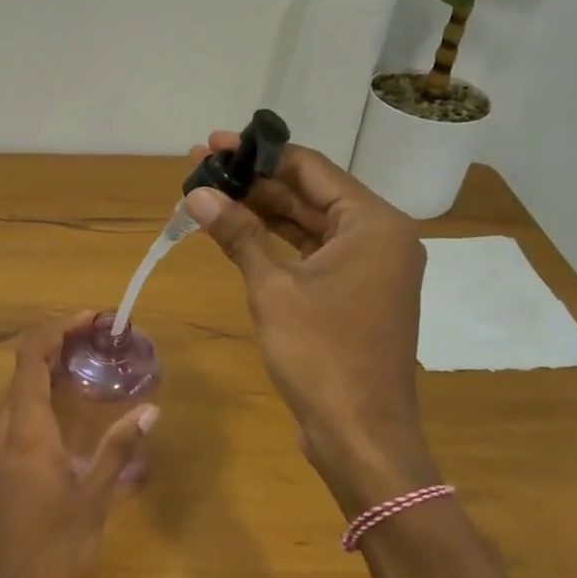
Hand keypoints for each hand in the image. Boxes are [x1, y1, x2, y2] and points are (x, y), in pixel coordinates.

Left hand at [0, 313, 158, 577]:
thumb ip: (119, 448)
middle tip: (97, 342)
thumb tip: (150, 409)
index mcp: (26, 429)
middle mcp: (3, 430)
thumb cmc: (53, 548)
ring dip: (50, 375)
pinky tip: (69, 418)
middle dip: (58, 347)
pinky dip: (42, 403)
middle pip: (24, 371)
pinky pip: (17, 419)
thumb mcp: (94, 497)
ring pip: (19, 396)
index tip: (89, 319)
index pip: (32, 357)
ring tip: (88, 372)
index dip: (57, 329)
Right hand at [185, 135, 438, 512]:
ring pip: (310, 224)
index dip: (259, 153)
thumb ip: (238, 234)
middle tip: (201, 168)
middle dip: (255, 182)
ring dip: (263, 211)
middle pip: (310, 194)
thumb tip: (196, 194)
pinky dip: (277, 242)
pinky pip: (313, 253)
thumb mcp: (273, 289)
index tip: (214, 143)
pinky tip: (238, 231)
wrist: (360, 435)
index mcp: (373, 224)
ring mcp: (370, 268)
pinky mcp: (356, 294)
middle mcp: (379, 237)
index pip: (311, 168)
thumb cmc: (321, 355)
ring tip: (210, 194)